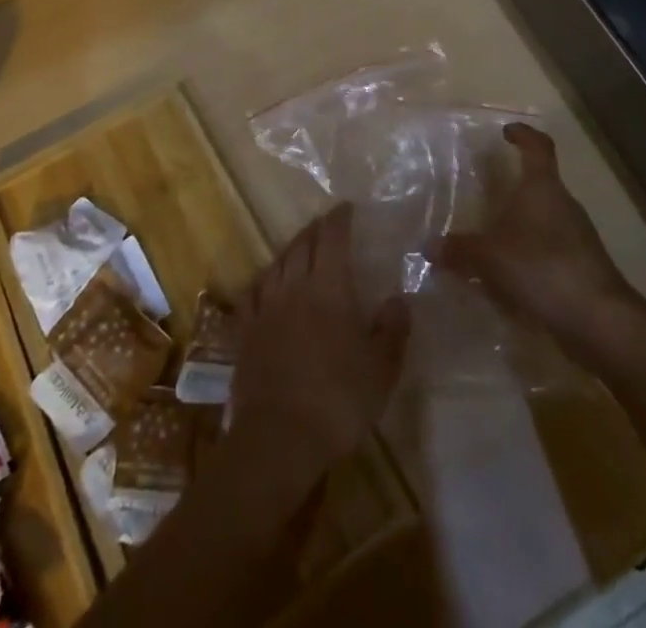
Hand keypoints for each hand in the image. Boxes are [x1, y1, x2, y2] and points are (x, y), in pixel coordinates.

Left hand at [228, 204, 409, 493]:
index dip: (339, 219)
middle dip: (316, 229)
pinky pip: (253, 292)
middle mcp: (294, 286)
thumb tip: (399, 299)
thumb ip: (393, 329)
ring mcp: (266, 307)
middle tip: (326, 224)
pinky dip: (264, 279)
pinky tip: (267, 283)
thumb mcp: (381, 369)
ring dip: (291, 249)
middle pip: (302, 244)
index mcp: (329, 287)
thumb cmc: (338, 400)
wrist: (279, 438)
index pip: (333, 238)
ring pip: (277, 263)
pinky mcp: (246, 331)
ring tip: (301, 248)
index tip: (347, 208)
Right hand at [436, 123, 636, 356]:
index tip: (507, 132)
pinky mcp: (581, 267)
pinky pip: (548, 250)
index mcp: (543, 188)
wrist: (600, 321)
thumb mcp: (491, 257)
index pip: (538, 146)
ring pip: (543, 219)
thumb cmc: (544, 268)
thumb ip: (459, 249)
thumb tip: (428, 245)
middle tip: (483, 194)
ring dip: (519, 225)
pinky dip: (528, 256)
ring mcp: (577, 237)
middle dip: (513, 188)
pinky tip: (507, 277)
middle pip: (539, 184)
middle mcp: (563, 205)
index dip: (523, 135)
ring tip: (489, 240)